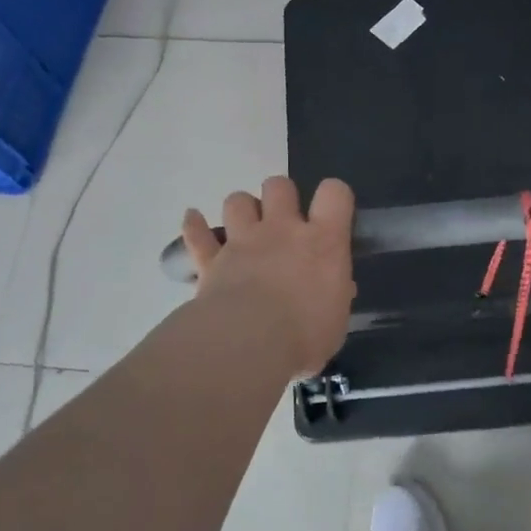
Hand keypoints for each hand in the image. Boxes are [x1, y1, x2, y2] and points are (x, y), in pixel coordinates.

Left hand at [180, 177, 355, 373]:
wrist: (248, 345)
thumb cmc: (304, 336)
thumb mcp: (336, 320)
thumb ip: (335, 297)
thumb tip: (337, 289)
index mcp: (323, 242)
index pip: (335, 193)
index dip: (334, 196)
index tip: (332, 213)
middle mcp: (283, 230)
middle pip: (279, 186)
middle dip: (281, 196)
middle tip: (284, 222)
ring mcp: (243, 242)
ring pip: (238, 200)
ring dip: (242, 209)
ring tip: (245, 228)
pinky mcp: (211, 260)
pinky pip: (197, 234)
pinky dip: (195, 226)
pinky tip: (193, 219)